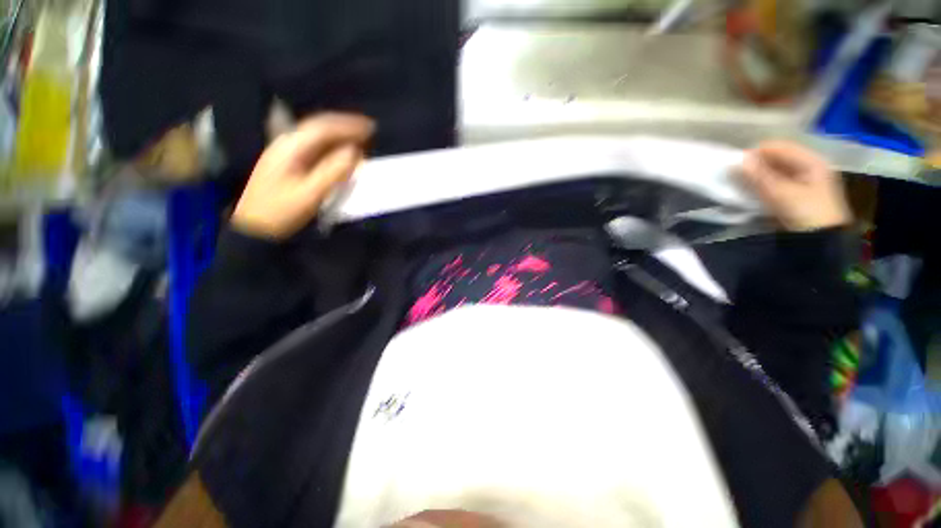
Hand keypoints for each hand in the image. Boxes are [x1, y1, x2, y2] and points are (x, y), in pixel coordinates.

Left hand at [232, 113, 373, 239]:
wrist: (254, 227)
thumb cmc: (280, 211)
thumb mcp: (309, 194)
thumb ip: (333, 172)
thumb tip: (355, 152)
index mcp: (291, 147)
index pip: (323, 127)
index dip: (348, 125)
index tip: (370, 128)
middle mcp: (288, 144)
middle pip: (319, 128)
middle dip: (345, 127)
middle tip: (369, 132)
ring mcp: (287, 153)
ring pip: (317, 138)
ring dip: (339, 137)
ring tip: (360, 140)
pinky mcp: (289, 164)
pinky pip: (315, 149)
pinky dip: (332, 148)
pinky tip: (342, 153)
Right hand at [740, 141, 851, 231]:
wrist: (821, 241)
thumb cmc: (807, 213)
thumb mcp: (782, 194)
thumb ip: (759, 176)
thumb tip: (737, 161)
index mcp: (810, 160)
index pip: (777, 147)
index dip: (755, 154)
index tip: (735, 166)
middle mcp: (807, 166)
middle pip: (774, 159)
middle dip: (754, 166)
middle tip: (735, 178)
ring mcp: (801, 181)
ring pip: (771, 171)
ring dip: (755, 177)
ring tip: (740, 187)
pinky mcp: (793, 194)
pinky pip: (772, 183)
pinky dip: (760, 186)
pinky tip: (750, 194)